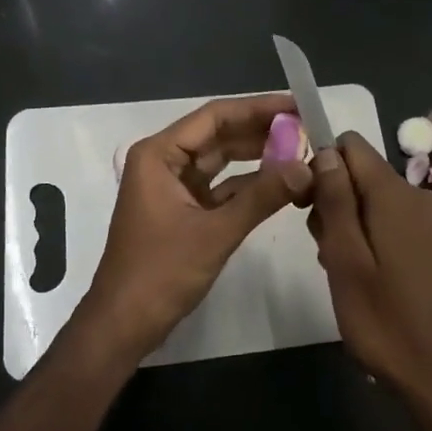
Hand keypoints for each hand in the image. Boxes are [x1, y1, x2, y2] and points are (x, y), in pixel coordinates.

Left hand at [80, 92, 312, 363]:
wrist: (124, 324)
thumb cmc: (160, 273)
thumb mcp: (215, 232)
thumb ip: (262, 197)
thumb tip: (306, 168)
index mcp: (159, 155)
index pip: (214, 117)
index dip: (257, 108)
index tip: (297, 106)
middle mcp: (164, 162)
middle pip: (219, 135)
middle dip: (261, 132)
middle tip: (307, 129)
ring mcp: (173, 187)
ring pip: (222, 161)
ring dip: (258, 157)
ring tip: (301, 151)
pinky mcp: (184, 210)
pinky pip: (221, 187)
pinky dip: (249, 185)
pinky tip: (281, 182)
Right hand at [307, 132, 431, 404]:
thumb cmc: (381, 317)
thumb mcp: (345, 256)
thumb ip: (336, 199)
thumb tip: (326, 151)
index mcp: (396, 194)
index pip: (351, 146)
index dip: (322, 165)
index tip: (308, 203)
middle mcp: (418, 195)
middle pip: (360, 172)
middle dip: (333, 199)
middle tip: (325, 248)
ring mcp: (429, 218)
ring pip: (372, 197)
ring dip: (348, 221)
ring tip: (341, 267)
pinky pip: (389, 216)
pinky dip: (368, 234)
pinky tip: (362, 272)